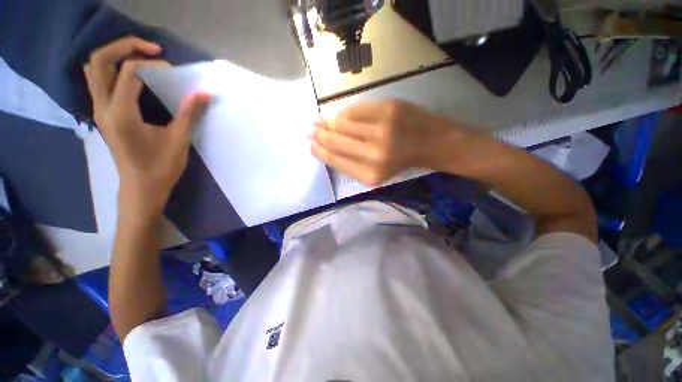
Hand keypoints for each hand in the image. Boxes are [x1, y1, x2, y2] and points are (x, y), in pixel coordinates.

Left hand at [84, 36, 209, 217]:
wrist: (141, 188)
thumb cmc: (161, 167)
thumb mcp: (178, 140)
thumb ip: (189, 113)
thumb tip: (203, 93)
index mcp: (121, 114)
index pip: (129, 73)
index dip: (152, 65)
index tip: (173, 70)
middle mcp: (103, 107)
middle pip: (100, 61)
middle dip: (124, 47)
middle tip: (151, 48)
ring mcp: (100, 110)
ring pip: (95, 69)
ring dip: (115, 55)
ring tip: (142, 56)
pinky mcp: (104, 114)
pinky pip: (100, 80)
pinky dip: (113, 68)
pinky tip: (134, 74)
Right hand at [311, 100, 467, 185]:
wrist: (432, 143)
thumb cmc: (402, 162)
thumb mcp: (376, 173)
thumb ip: (352, 163)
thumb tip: (327, 147)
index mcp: (370, 174)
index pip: (335, 160)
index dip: (320, 152)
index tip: (311, 145)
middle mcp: (373, 154)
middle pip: (336, 141)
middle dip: (319, 135)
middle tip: (310, 130)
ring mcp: (381, 129)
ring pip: (343, 123)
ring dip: (328, 122)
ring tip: (319, 120)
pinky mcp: (389, 109)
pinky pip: (356, 109)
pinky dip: (345, 112)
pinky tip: (338, 114)